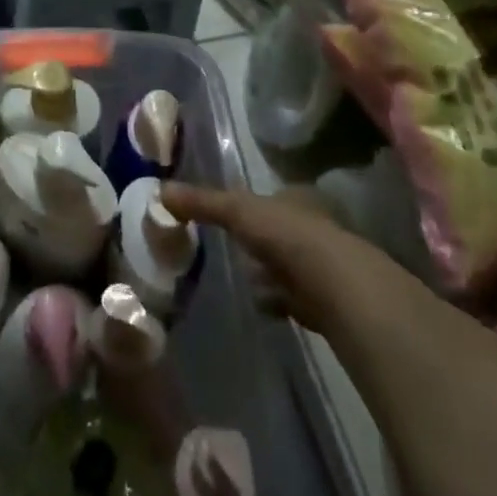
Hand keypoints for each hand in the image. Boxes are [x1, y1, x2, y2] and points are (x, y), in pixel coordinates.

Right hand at [160, 181, 390, 337]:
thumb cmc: (288, 235)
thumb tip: (160, 190)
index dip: (252, 208)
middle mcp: (314, 228)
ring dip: (268, 273)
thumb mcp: (238, 210)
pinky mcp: (325, 300)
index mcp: (297, 199)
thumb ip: (203, 202)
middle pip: (280, 232)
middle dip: (260, 242)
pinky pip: (294, 297)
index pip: (273, 199)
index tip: (230, 218)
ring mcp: (322, 265)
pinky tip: (261, 305)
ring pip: (288, 265)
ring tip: (242, 280)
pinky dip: (278, 300)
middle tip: (232, 250)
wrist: (336, 286)